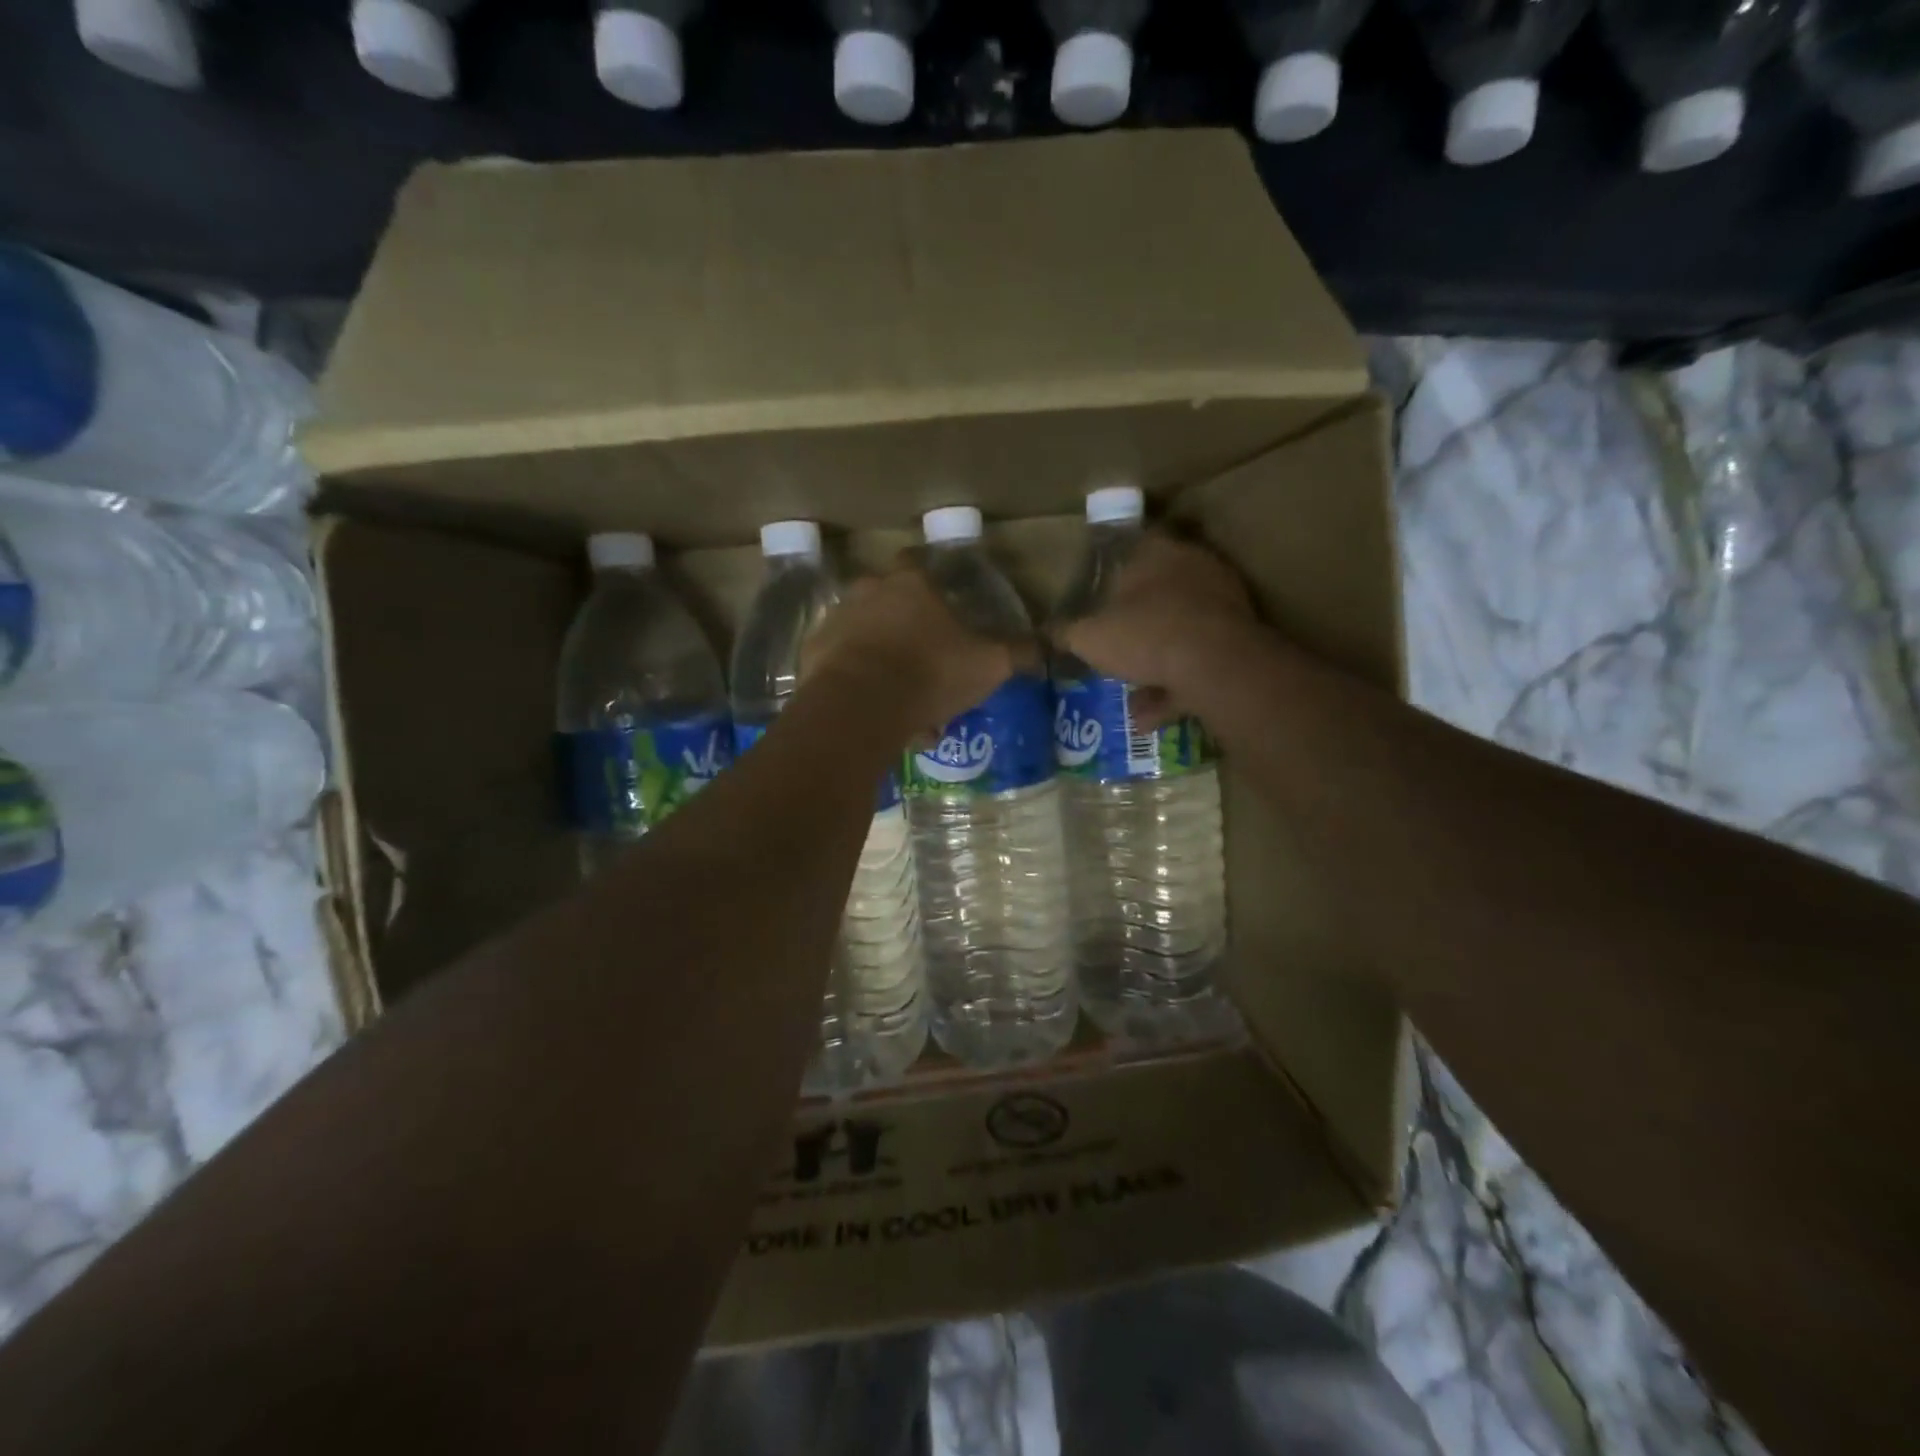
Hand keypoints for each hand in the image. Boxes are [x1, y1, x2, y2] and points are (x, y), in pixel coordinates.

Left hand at [804, 560, 1014, 741]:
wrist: (859, 706)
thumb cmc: (929, 673)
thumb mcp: (987, 665)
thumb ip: (1015, 653)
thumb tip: (1043, 645)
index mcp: (910, 585)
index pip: (918, 564)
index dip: (931, 584)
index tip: (943, 609)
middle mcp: (867, 593)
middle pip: (889, 604)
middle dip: (906, 631)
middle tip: (926, 667)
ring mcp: (835, 622)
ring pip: (865, 639)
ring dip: (883, 663)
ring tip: (905, 705)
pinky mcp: (811, 656)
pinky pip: (842, 667)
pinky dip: (859, 686)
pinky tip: (878, 716)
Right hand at [1056, 532, 1258, 727]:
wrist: (1216, 667)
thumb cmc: (1145, 634)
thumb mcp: (1088, 637)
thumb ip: (1065, 633)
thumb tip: (1044, 633)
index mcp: (1157, 553)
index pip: (1133, 546)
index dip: (1111, 571)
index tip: (1097, 596)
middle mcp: (1194, 569)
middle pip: (1158, 592)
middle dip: (1135, 624)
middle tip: (1114, 646)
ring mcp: (1222, 605)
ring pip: (1180, 633)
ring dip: (1155, 665)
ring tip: (1129, 699)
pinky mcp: (1240, 641)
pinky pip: (1198, 663)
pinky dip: (1174, 688)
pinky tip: (1148, 718)